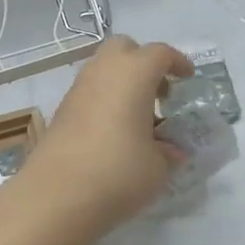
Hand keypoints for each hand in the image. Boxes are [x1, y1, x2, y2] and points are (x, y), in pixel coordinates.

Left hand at [28, 36, 191, 234]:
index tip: (188, 78)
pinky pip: (90, 92)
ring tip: (138, 117)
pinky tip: (115, 132)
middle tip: (158, 91)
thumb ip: (166, 152)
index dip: (177, 62)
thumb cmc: (118, 171)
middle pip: (124, 48)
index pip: (160, 53)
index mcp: (134, 73)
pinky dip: (105, 100)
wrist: (56, 195)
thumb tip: (170, 151)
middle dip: (143, 62)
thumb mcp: (157, 167)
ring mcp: (78, 89)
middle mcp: (103, 71)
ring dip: (122, 83)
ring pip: (103, 69)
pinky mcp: (61, 111)